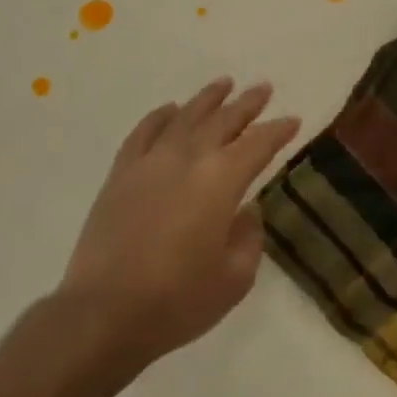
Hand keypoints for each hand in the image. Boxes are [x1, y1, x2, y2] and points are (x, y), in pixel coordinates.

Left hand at [58, 78, 300, 372]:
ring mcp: (151, 160)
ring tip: (224, 84)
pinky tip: (171, 110)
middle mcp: (189, 157)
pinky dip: (161, 116)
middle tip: (263, 88)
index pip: (258, 144)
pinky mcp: (122, 172)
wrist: (104, 312)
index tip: (292, 120)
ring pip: (186, 116)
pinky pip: (145, 131)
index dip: (278, 130)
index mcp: (222, 180)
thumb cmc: (178, 300)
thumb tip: (247, 212)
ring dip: (208, 99)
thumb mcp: (234, 279)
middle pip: (224, 120)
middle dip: (247, 103)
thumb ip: (248, 238)